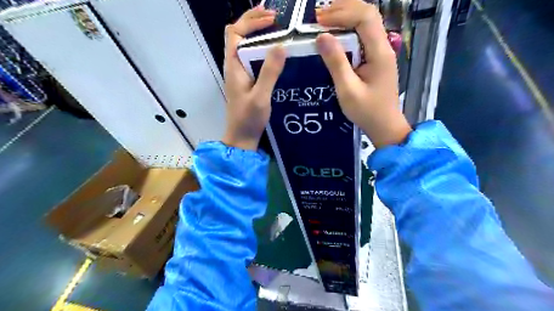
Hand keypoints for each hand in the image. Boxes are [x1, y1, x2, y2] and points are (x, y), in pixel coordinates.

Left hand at [224, 6, 287, 149]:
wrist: (242, 137)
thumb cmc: (248, 119)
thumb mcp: (261, 96)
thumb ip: (269, 72)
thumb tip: (281, 45)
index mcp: (233, 66)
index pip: (235, 33)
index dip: (251, 21)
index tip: (272, 19)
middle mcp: (234, 65)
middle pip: (239, 35)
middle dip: (255, 21)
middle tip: (277, 17)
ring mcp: (241, 73)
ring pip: (247, 46)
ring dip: (260, 34)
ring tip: (279, 28)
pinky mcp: (248, 81)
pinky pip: (254, 58)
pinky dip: (264, 49)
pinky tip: (277, 52)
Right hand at [315, 0, 410, 147]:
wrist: (384, 126)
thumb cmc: (366, 111)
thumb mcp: (348, 90)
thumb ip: (336, 63)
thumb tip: (321, 37)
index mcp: (379, 52)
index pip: (365, 17)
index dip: (342, 13)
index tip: (319, 20)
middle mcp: (383, 46)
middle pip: (368, 14)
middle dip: (343, 9)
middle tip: (319, 15)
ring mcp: (381, 52)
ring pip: (366, 23)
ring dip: (346, 17)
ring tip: (324, 20)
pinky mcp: (376, 58)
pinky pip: (363, 35)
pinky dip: (348, 29)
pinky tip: (336, 34)